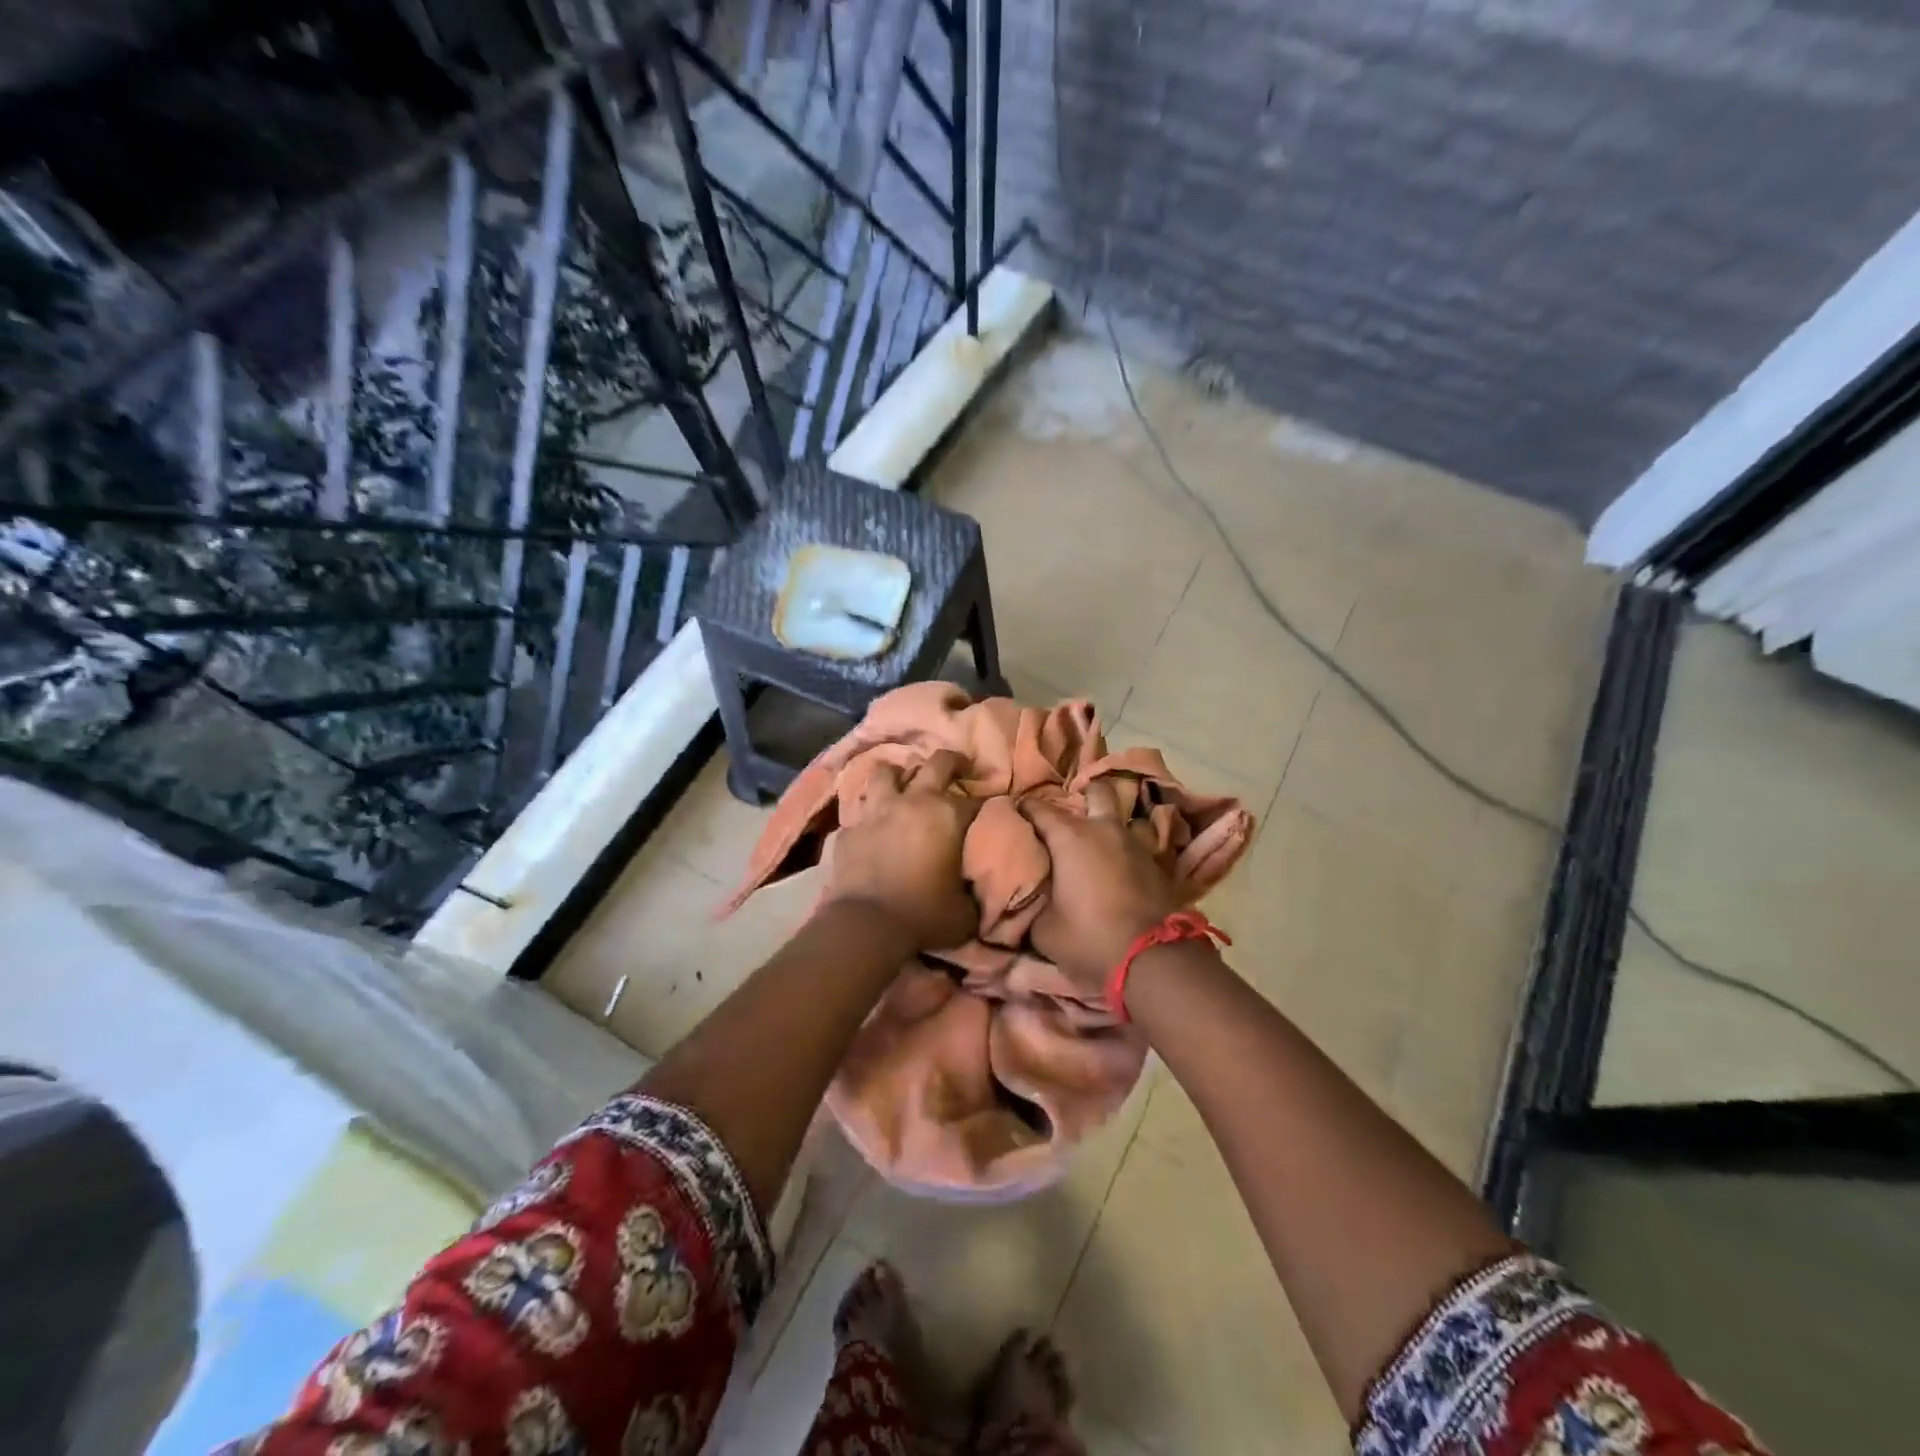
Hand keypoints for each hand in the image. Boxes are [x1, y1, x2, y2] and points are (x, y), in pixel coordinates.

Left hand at [825, 750, 979, 950]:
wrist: (867, 925)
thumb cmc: (924, 915)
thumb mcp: (966, 911)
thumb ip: (973, 891)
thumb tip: (975, 889)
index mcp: (948, 815)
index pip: (977, 799)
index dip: (986, 803)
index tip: (990, 810)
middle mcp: (913, 801)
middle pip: (936, 762)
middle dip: (952, 762)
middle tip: (959, 769)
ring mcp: (877, 811)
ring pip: (886, 772)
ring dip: (898, 776)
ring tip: (903, 786)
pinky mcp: (849, 829)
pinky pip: (861, 812)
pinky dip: (870, 815)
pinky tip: (873, 827)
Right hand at [1021, 781, 1183, 990]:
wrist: (1153, 959)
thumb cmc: (1089, 938)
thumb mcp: (1043, 929)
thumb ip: (1032, 904)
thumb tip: (1027, 898)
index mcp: (1070, 837)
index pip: (1038, 808)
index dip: (1023, 808)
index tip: (1013, 815)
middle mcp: (1104, 829)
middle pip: (1096, 791)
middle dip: (1082, 795)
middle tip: (1068, 816)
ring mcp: (1135, 843)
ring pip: (1120, 818)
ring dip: (1106, 825)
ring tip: (1094, 843)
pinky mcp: (1157, 864)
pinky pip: (1136, 844)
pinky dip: (1124, 850)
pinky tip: (1116, 867)